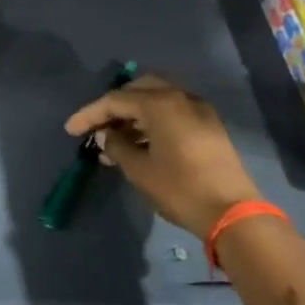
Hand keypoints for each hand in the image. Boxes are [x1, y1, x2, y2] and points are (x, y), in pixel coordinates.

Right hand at [63, 74, 261, 238]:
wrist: (232, 214)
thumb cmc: (180, 189)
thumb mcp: (139, 169)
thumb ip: (117, 146)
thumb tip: (106, 135)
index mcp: (160, 104)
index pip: (115, 100)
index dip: (90, 114)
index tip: (71, 130)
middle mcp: (180, 98)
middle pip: (138, 90)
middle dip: (114, 107)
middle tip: (97, 127)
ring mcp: (199, 110)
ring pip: (157, 100)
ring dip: (134, 114)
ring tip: (115, 140)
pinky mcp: (209, 126)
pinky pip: (173, 112)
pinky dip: (153, 120)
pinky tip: (141, 143)